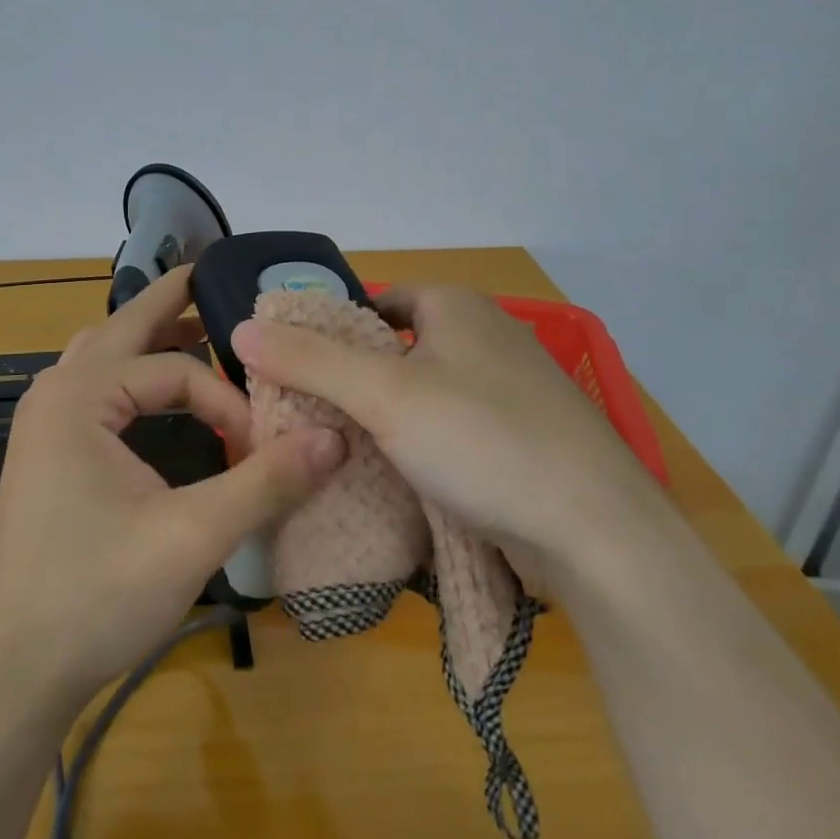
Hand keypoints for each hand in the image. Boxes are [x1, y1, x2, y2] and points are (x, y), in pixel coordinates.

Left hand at [0, 267, 346, 715]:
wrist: (14, 672)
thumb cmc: (96, 597)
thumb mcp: (192, 537)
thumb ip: (266, 482)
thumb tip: (335, 438)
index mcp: (80, 396)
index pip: (175, 372)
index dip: (227, 403)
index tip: (263, 450)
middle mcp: (55, 394)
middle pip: (122, 328)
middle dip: (171, 304)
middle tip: (214, 276)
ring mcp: (43, 424)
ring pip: (102, 355)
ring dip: (148, 338)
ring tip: (196, 328)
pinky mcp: (45, 454)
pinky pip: (93, 388)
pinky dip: (130, 374)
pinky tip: (155, 394)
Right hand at [229, 284, 656, 573]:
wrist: (598, 534)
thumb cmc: (483, 440)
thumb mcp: (383, 394)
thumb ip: (310, 359)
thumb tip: (241, 328)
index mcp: (457, 306)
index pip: (374, 304)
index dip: (332, 334)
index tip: (296, 376)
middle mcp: (485, 337)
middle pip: (395, 351)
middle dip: (352, 385)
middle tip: (307, 421)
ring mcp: (508, 391)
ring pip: (421, 396)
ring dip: (384, 422)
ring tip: (338, 454)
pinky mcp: (520, 440)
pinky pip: (449, 432)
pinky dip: (419, 449)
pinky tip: (394, 480)